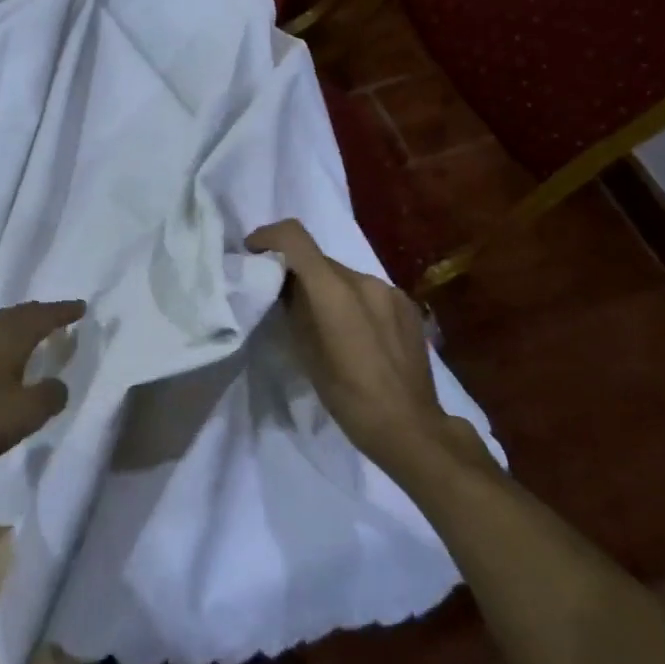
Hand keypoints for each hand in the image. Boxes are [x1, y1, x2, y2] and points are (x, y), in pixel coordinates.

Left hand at [0, 300, 82, 481]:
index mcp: (11, 336)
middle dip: (44, 312)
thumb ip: (50, 395)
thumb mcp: (26, 414)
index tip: (83, 308)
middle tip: (63, 316)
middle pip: (22, 312)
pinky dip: (7, 333)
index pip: (44, 315)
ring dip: (23, 321)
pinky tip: (5, 352)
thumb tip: (58, 384)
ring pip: (4, 320)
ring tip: (38, 330)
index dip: (65, 311)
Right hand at [247, 220, 455, 469]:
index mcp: (334, 290)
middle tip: (283, 298)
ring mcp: (389, 290)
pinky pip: (368, 291)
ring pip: (344, 276)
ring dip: (327, 288)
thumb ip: (294, 308)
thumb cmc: (348, 397)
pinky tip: (355, 333)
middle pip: (319, 260)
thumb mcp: (306, 353)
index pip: (294, 237)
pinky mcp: (407, 305)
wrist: (410, 427)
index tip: (253, 252)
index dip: (268, 236)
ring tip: (322, 322)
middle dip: (297, 271)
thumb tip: (284, 286)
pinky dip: (353, 301)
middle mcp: (363, 279)